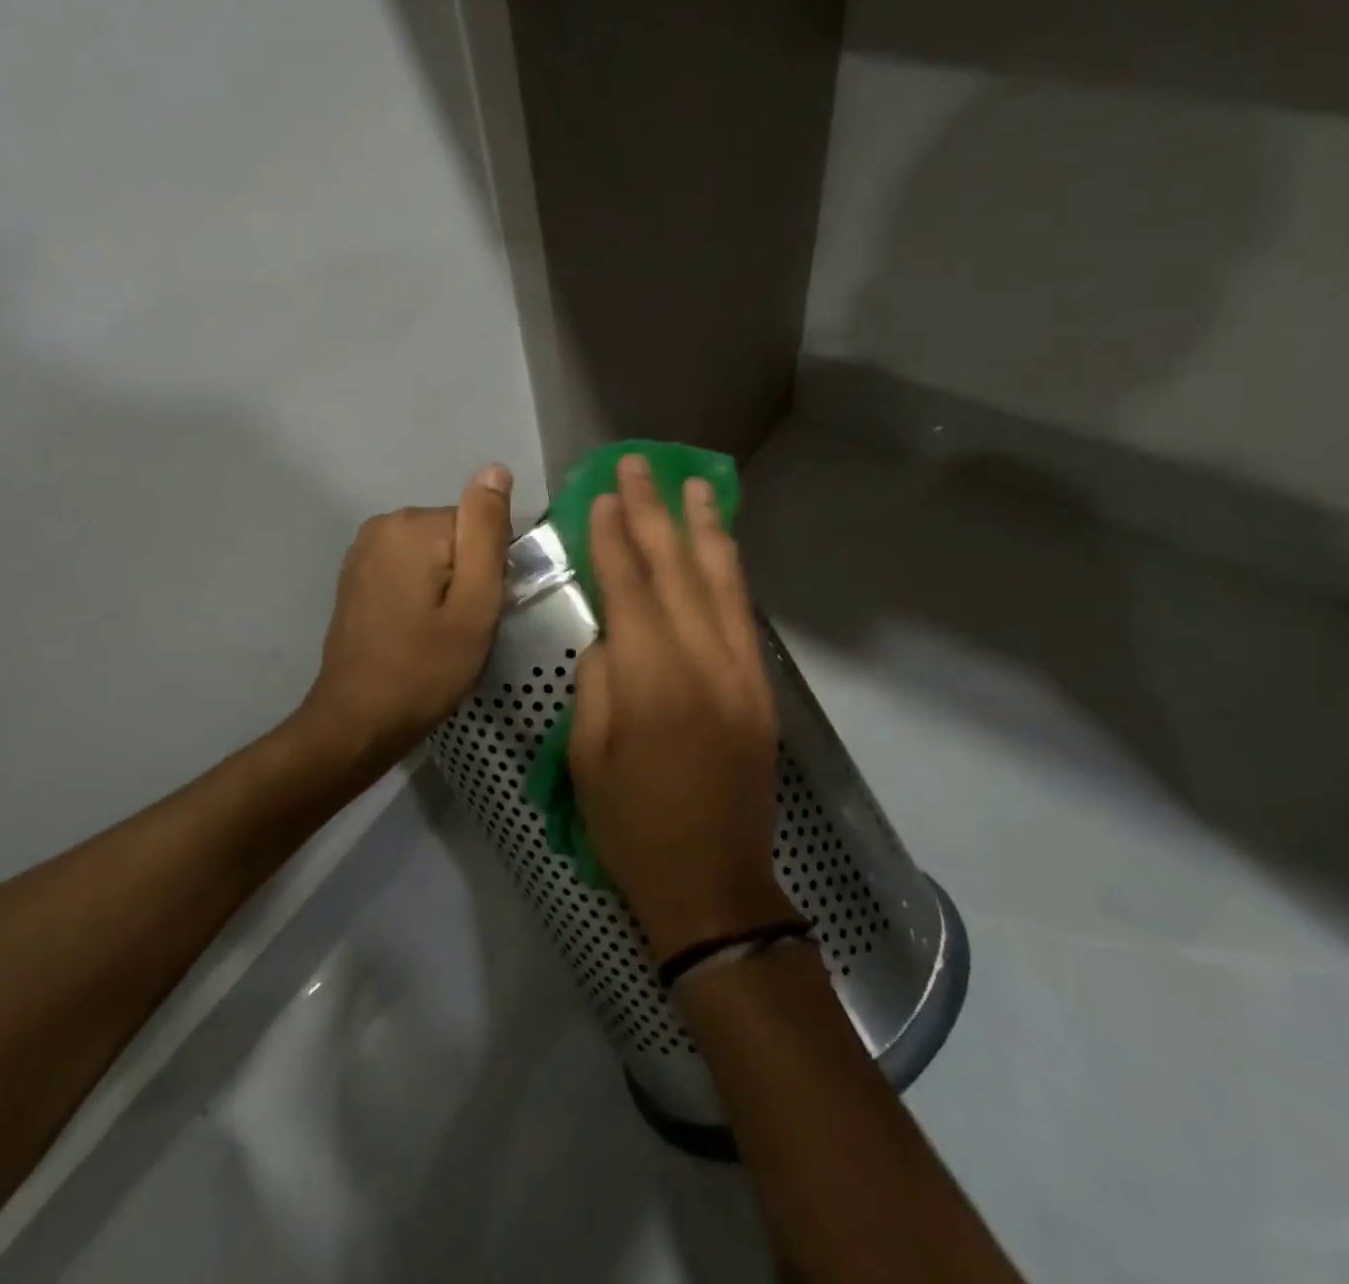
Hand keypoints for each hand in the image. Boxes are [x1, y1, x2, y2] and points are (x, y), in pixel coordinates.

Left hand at [300, 465, 512, 772]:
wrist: (357, 722)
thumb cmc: (425, 669)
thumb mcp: (475, 605)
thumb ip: (487, 533)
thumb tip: (495, 469)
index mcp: (412, 526)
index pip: (481, 527)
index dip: (491, 572)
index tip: (479, 613)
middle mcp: (382, 524)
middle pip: (456, 537)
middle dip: (468, 577)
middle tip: (462, 628)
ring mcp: (363, 549)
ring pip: (435, 554)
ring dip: (446, 588)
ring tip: (438, 633)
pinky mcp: (356, 574)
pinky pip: (410, 568)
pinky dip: (422, 593)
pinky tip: (415, 630)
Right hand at [569, 454, 799, 962]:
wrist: (713, 883)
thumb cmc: (633, 825)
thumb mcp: (588, 755)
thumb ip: (600, 680)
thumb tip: (615, 634)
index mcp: (652, 679)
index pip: (630, 587)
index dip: (614, 537)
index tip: (606, 494)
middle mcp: (703, 661)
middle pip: (677, 570)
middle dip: (657, 513)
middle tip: (642, 465)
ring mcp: (740, 671)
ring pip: (722, 582)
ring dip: (706, 528)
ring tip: (697, 484)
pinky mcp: (761, 688)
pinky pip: (744, 614)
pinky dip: (730, 572)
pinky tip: (722, 548)